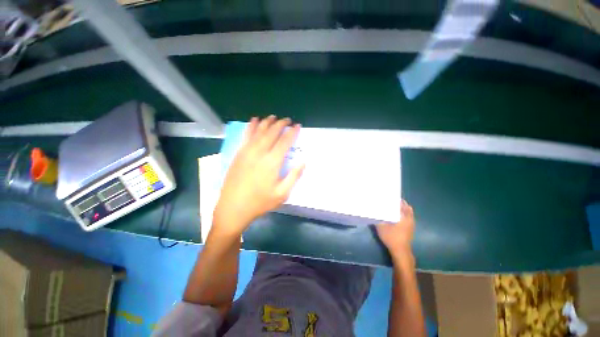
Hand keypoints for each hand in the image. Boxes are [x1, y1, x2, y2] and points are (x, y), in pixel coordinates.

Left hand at [214, 116, 304, 235]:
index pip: (285, 142)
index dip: (292, 132)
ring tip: (274, 117)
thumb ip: (294, 176)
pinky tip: (254, 120)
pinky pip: (246, 135)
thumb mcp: (282, 194)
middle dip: (281, 124)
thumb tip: (303, 162)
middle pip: (272, 133)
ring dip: (267, 122)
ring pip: (259, 131)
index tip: (297, 126)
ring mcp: (247, 151)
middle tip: (287, 120)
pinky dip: (251, 126)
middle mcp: (260, 152)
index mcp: (272, 162)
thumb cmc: (260, 202)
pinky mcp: (239, 153)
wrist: (234, 207)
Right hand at [376, 200, 414, 257]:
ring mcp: (411, 224)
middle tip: (390, 200)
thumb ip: (377, 217)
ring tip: (392, 207)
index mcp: (404, 216)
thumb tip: (373, 210)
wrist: (400, 251)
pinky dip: (403, 214)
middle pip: (407, 207)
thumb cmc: (391, 237)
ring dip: (402, 208)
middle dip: (399, 203)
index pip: (402, 203)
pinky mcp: (410, 229)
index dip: (396, 199)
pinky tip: (395, 216)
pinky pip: (408, 217)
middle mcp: (410, 219)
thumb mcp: (381, 226)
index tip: (389, 196)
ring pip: (408, 212)